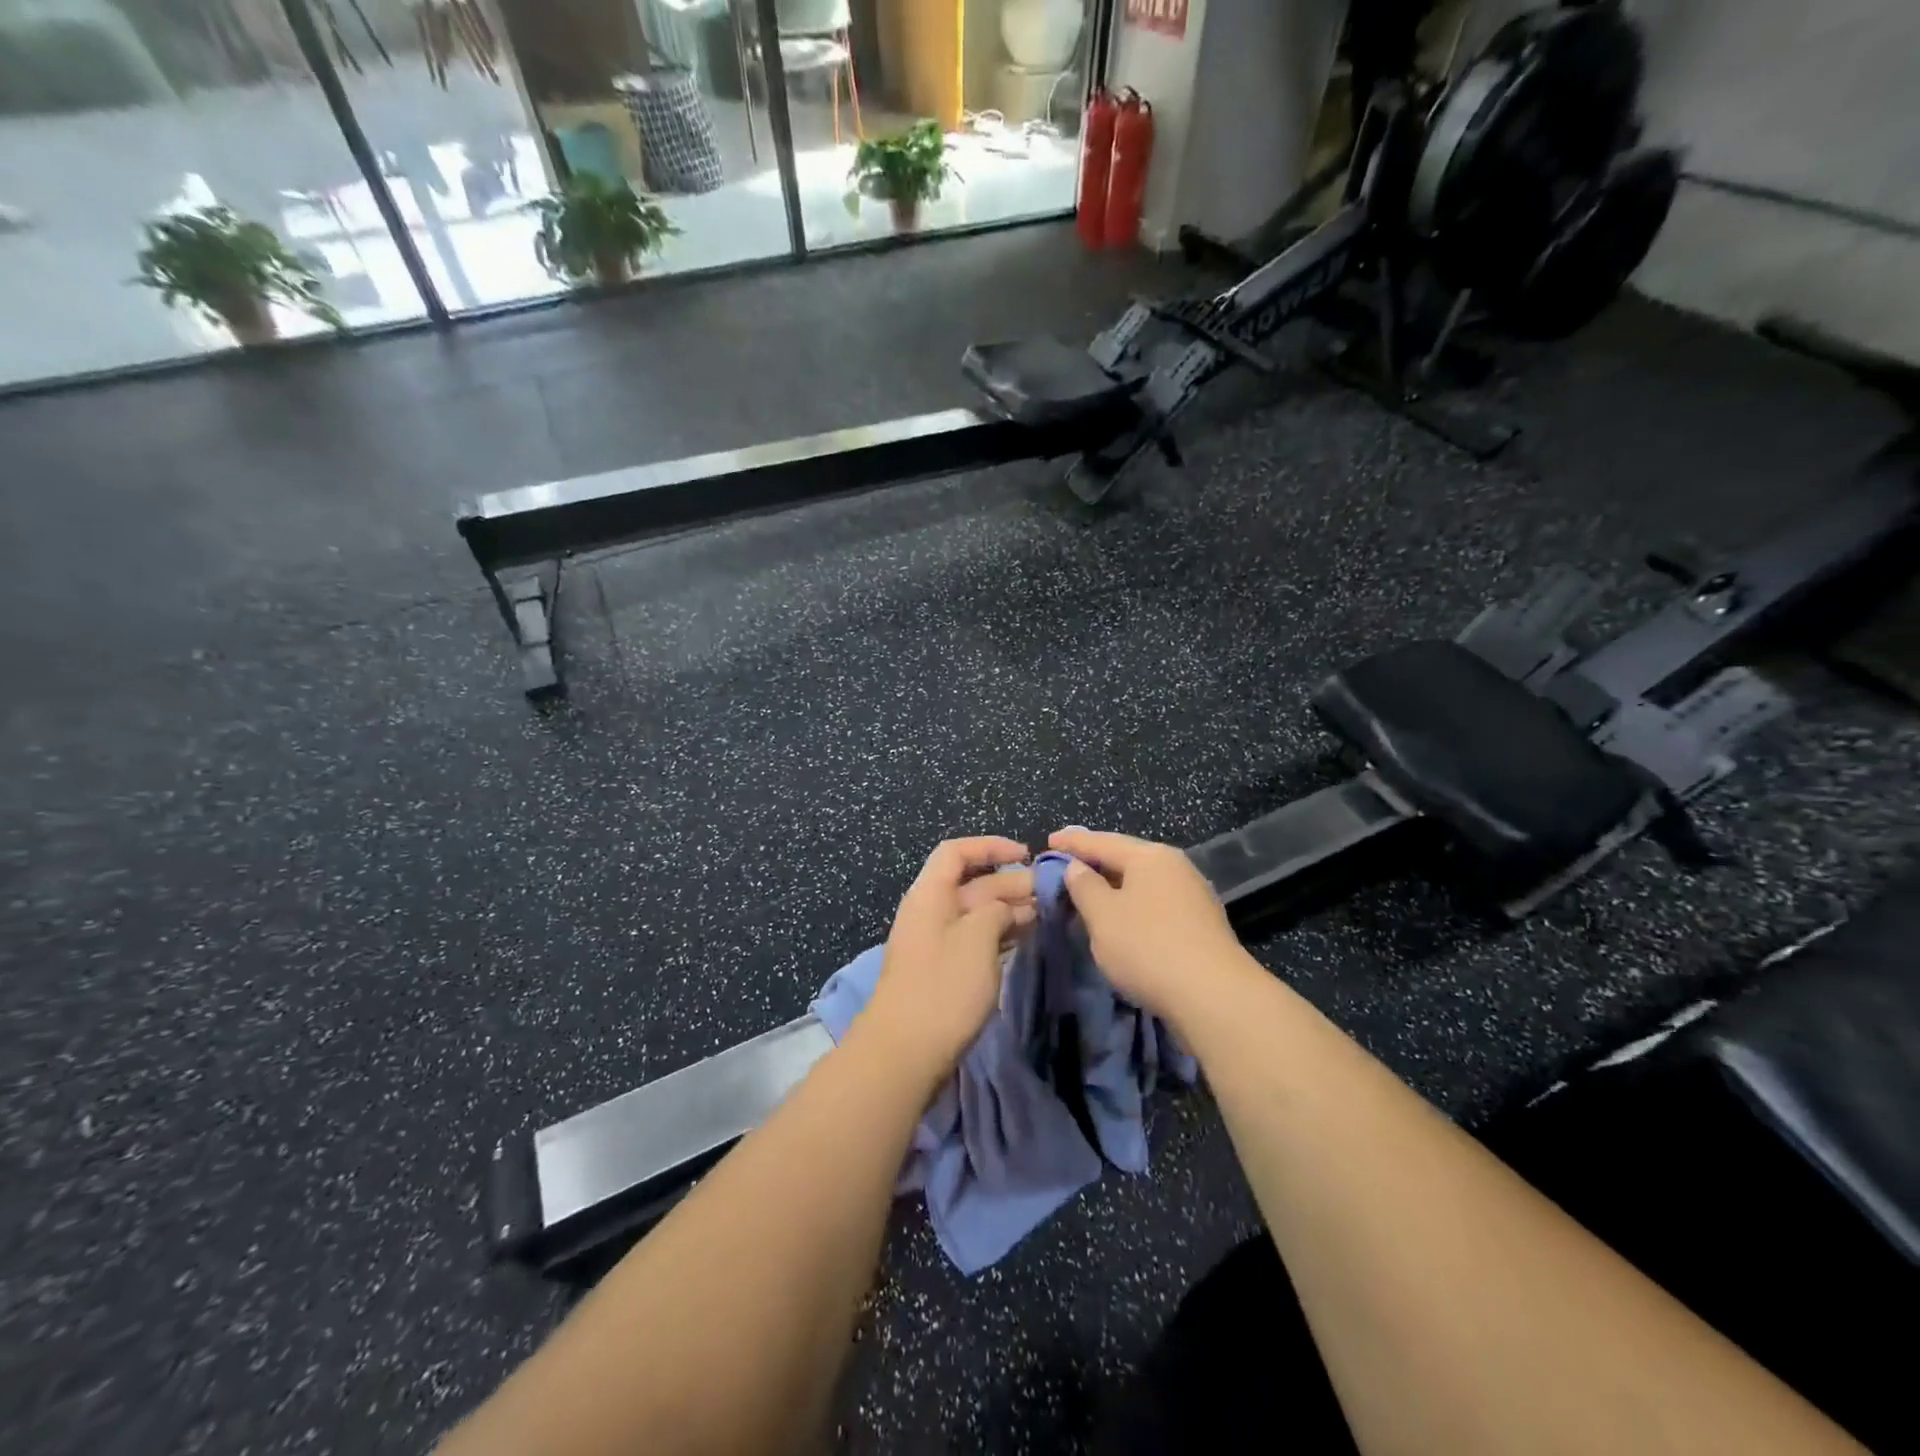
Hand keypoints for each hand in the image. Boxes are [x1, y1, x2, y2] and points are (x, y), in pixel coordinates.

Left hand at [856, 836, 1034, 1088]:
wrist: (904, 1051)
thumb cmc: (943, 986)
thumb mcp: (977, 938)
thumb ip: (996, 910)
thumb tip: (1005, 908)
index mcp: (930, 894)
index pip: (956, 852)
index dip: (990, 846)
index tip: (1027, 855)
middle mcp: (930, 911)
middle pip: (971, 883)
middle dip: (1009, 882)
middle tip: (1049, 893)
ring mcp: (935, 942)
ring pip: (976, 913)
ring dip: (1008, 910)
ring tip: (1044, 914)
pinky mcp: (943, 970)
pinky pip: (974, 939)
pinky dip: (999, 935)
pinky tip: (1024, 939)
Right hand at [1049, 828, 1256, 1029]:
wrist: (1214, 997)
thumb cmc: (1148, 947)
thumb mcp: (1102, 915)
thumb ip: (1084, 886)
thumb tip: (1077, 867)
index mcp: (1150, 857)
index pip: (1102, 842)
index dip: (1072, 843)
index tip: (1048, 841)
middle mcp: (1175, 867)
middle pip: (1126, 859)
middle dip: (1095, 863)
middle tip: (1066, 866)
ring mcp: (1193, 896)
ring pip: (1142, 884)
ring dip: (1114, 888)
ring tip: (1088, 894)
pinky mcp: (1200, 925)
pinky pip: (1155, 905)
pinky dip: (1132, 907)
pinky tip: (1120, 920)